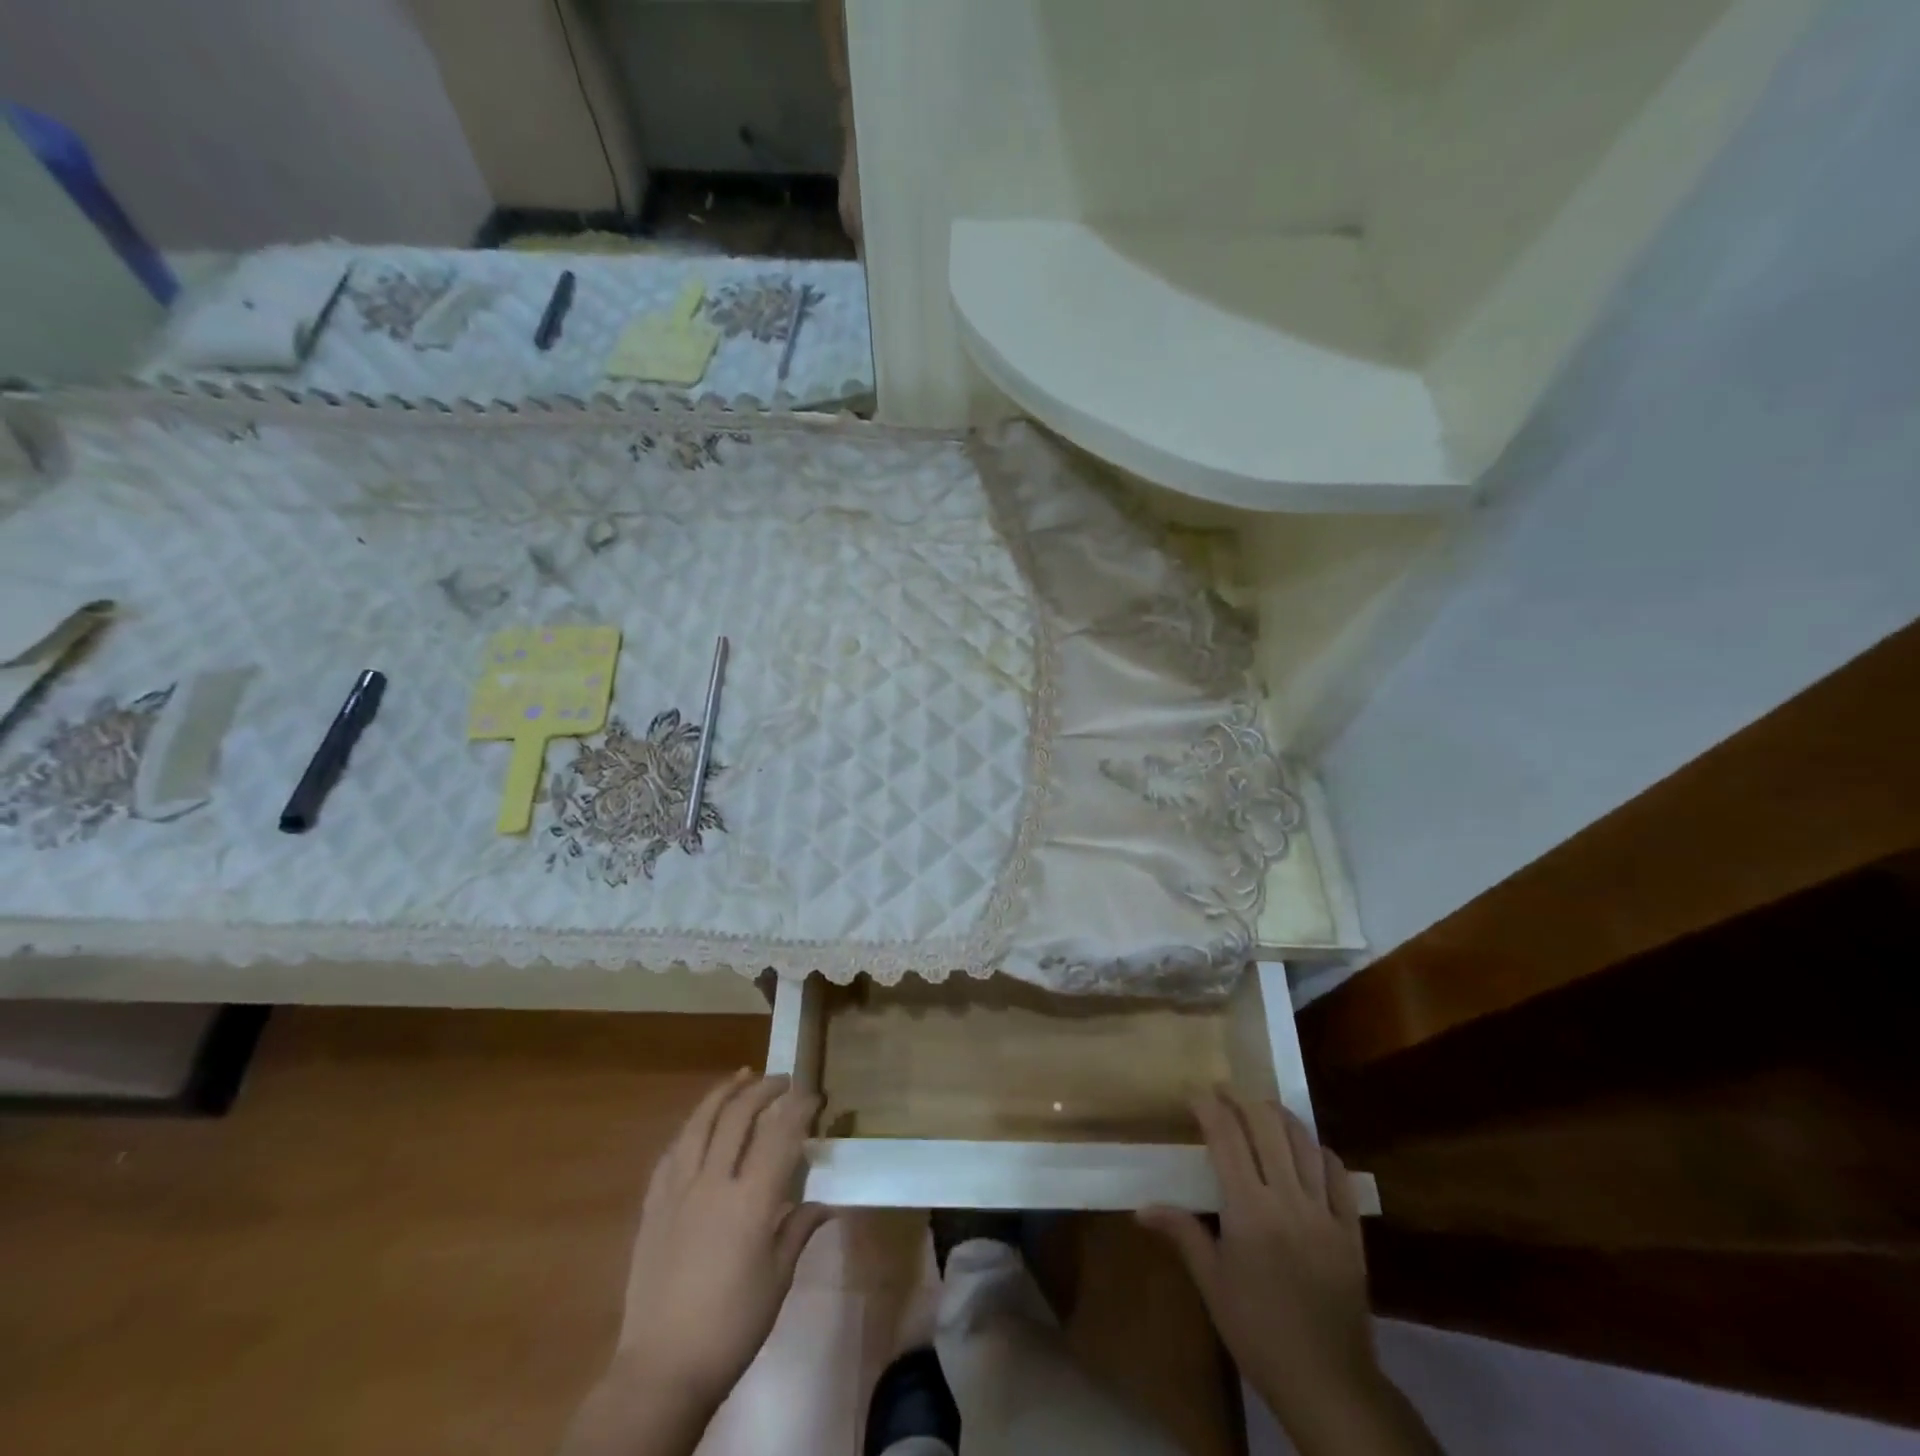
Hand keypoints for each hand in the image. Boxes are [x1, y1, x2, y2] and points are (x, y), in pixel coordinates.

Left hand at [617, 1070, 832, 1409]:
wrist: (662, 1368)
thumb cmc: (732, 1326)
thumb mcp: (777, 1279)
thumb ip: (798, 1230)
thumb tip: (825, 1203)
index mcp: (750, 1202)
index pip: (780, 1135)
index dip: (799, 1108)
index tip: (815, 1096)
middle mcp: (712, 1183)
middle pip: (738, 1116)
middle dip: (764, 1090)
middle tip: (783, 1080)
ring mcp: (677, 1191)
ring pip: (700, 1123)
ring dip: (724, 1094)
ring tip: (742, 1077)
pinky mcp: (653, 1206)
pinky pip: (672, 1152)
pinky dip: (691, 1128)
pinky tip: (700, 1123)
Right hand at [1139, 1091, 1381, 1431]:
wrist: (1328, 1384)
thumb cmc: (1258, 1332)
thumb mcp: (1212, 1284)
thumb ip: (1182, 1233)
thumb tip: (1141, 1208)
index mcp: (1249, 1210)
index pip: (1227, 1137)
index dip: (1210, 1108)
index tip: (1195, 1094)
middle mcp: (1288, 1199)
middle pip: (1267, 1127)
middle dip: (1243, 1100)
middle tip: (1224, 1092)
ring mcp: (1325, 1212)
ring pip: (1304, 1143)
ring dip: (1280, 1117)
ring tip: (1262, 1107)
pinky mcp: (1351, 1231)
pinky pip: (1339, 1176)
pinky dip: (1321, 1151)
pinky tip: (1308, 1148)